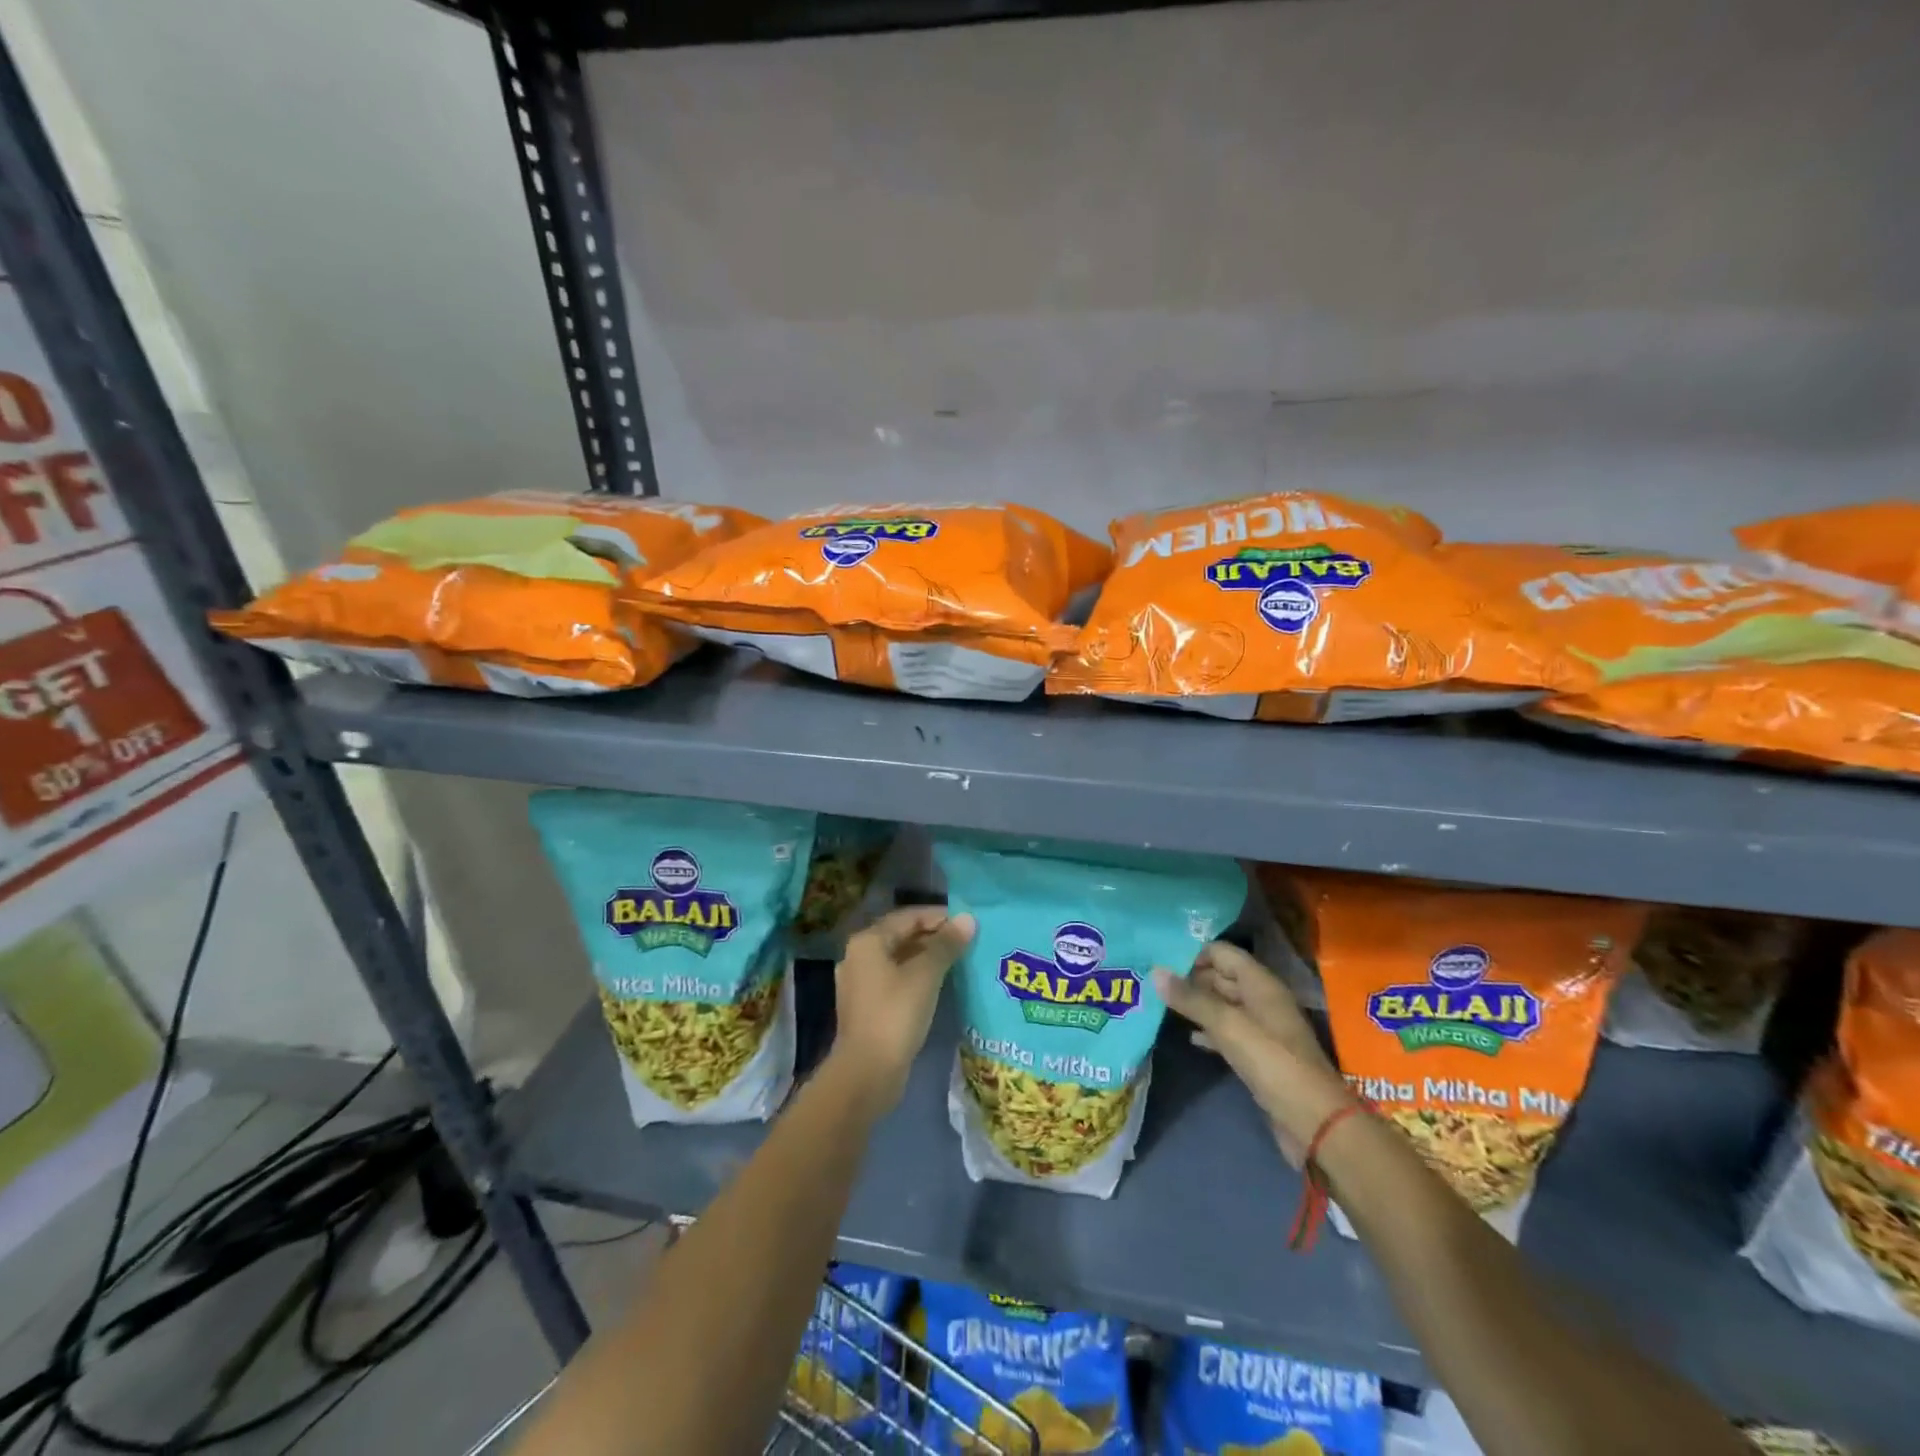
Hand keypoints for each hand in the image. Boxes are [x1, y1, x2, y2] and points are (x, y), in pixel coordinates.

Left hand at [829, 907, 974, 1112]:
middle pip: (901, 936)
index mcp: (868, 941)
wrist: (867, 1072)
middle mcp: (859, 956)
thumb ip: (946, 944)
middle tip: (967, 941)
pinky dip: (916, 977)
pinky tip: (939, 984)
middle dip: (934, 936)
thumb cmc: (896, 1015)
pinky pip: (895, 980)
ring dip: (927, 957)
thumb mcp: (926, 975)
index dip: (939, 916)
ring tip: (959, 960)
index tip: (967, 922)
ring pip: (899, 959)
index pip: (908, 916)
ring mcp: (860, 983)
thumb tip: (967, 919)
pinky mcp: (867, 1007)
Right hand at [1153, 942, 1355, 1164]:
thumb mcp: (1229, 1026)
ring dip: (1195, 1005)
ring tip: (1159, 1005)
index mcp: (1260, 984)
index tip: (1159, 960)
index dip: (1192, 953)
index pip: (1221, 953)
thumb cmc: (1274, 1064)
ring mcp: (1260, 1029)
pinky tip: (1188, 1036)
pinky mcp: (1257, 1056)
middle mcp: (1261, 1001)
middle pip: (1220, 977)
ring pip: (1221, 1005)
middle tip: (1151, 982)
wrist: (1315, 1123)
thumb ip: (1192, 999)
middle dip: (1189, 978)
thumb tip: (1155, 972)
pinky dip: (1207, 1031)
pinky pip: (1226, 1032)